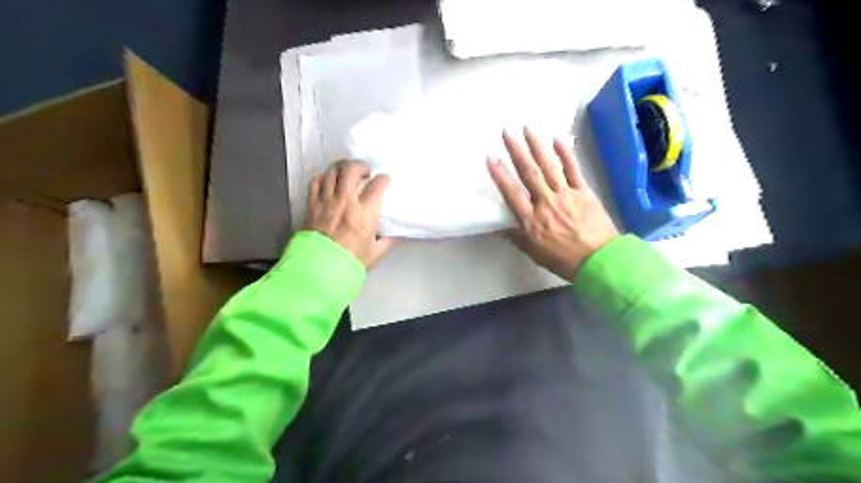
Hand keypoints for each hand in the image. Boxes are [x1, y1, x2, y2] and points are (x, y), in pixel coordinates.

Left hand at [306, 161, 392, 268]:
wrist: (318, 271)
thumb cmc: (350, 262)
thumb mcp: (375, 253)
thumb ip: (386, 240)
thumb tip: (395, 232)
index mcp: (364, 214)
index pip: (378, 186)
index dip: (384, 179)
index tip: (385, 181)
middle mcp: (345, 202)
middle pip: (351, 169)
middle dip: (361, 165)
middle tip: (365, 171)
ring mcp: (325, 201)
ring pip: (332, 171)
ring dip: (342, 167)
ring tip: (347, 172)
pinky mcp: (311, 205)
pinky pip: (315, 182)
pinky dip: (323, 177)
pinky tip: (328, 181)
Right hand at [487, 129, 615, 283]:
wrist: (599, 260)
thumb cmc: (563, 260)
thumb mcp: (534, 253)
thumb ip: (516, 237)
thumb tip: (498, 228)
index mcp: (532, 220)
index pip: (512, 193)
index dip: (500, 175)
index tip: (491, 158)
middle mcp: (546, 202)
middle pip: (529, 173)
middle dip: (517, 151)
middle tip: (507, 132)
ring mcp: (566, 195)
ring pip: (549, 166)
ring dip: (538, 146)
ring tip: (528, 128)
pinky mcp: (584, 192)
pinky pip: (573, 170)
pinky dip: (566, 154)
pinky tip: (558, 140)